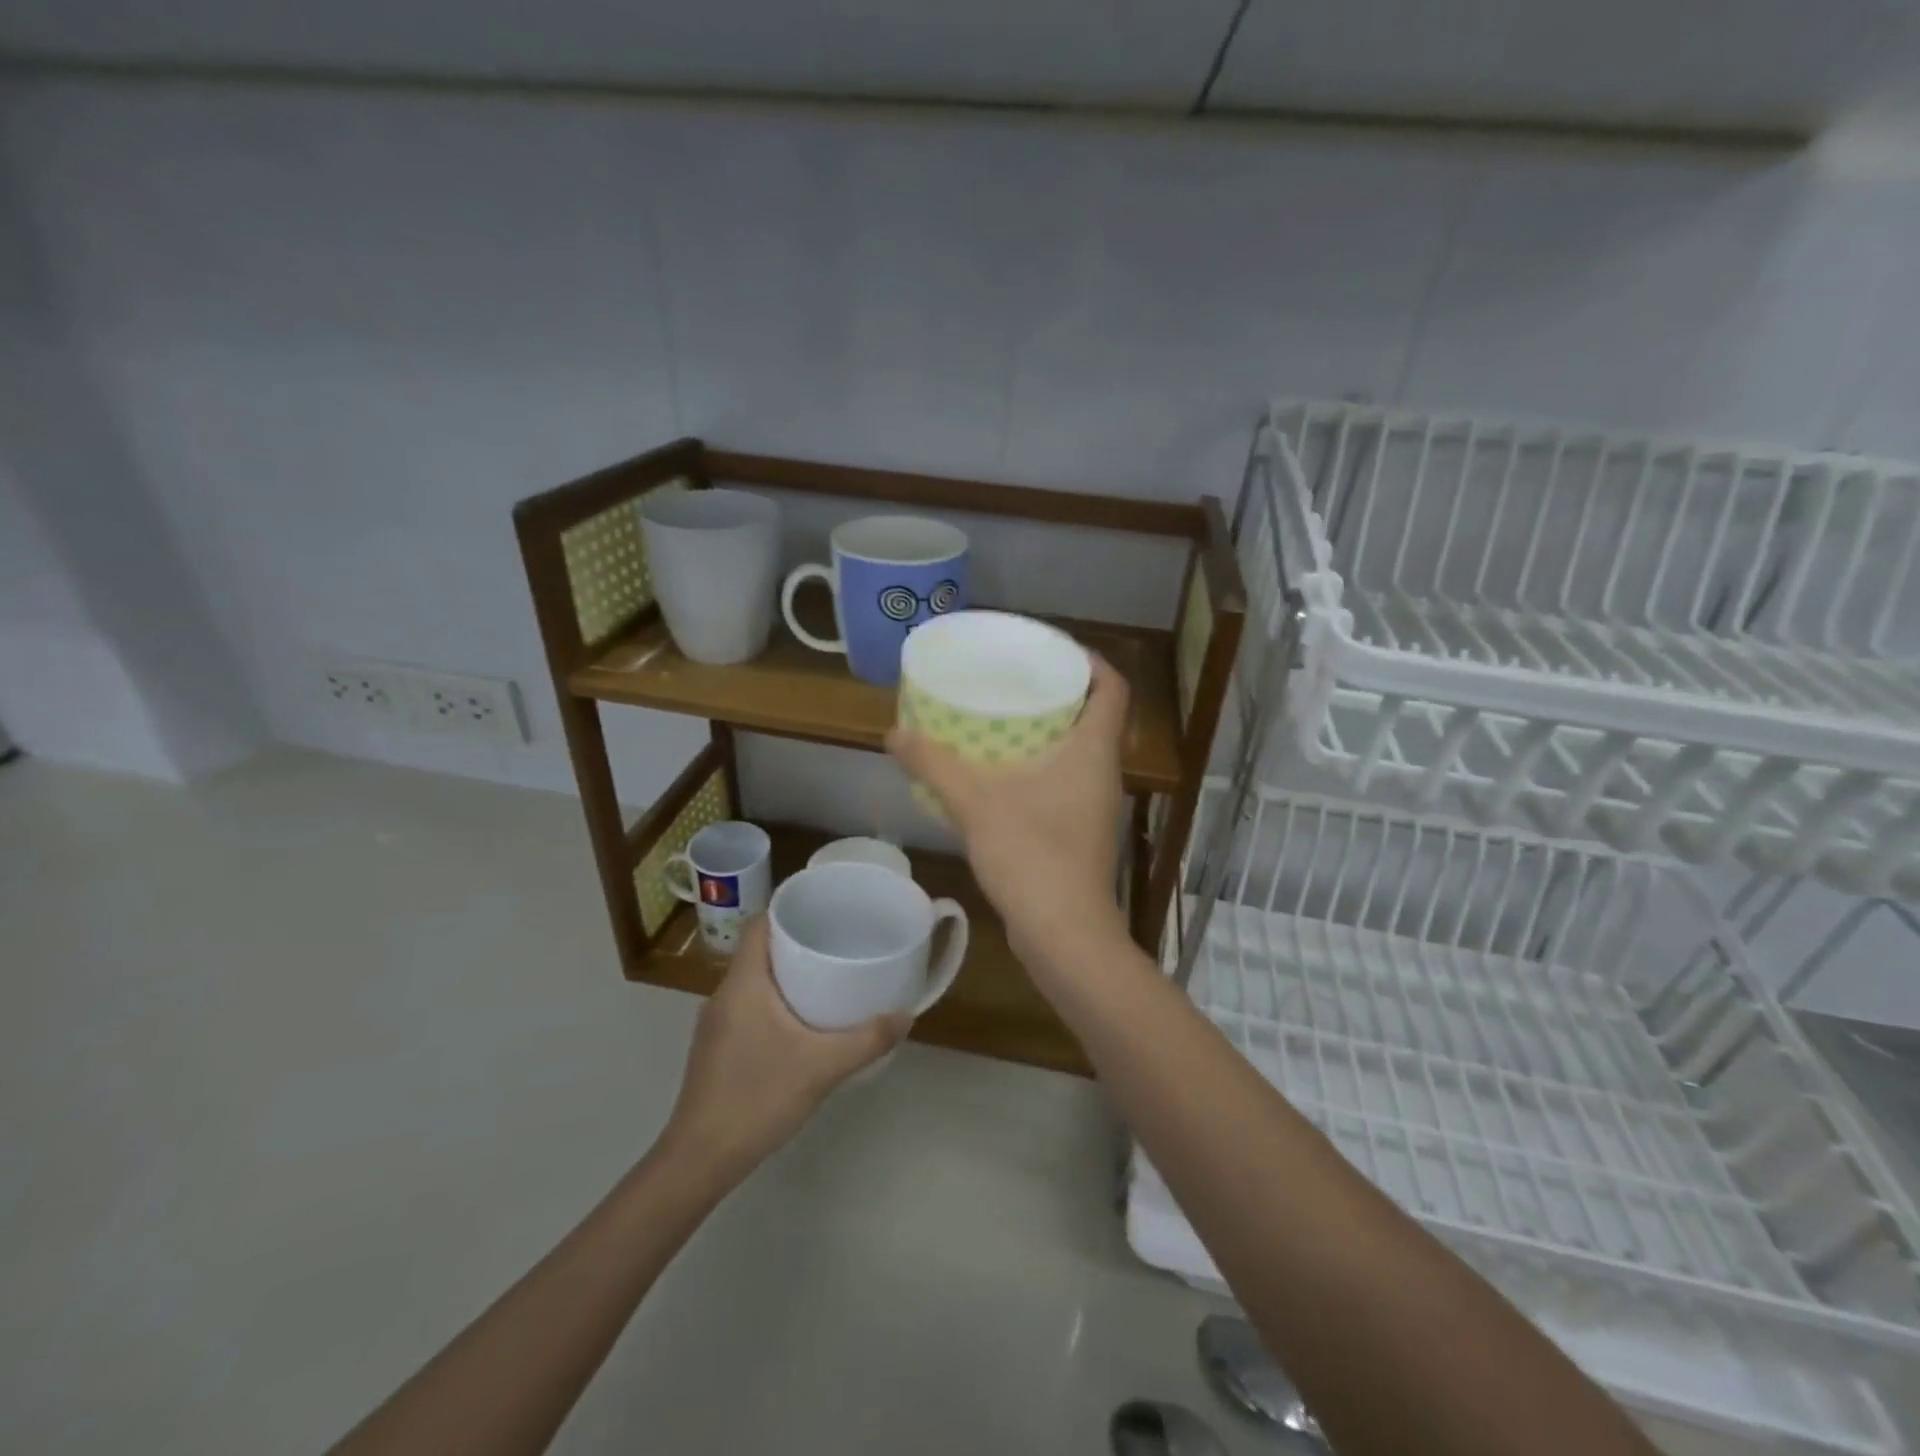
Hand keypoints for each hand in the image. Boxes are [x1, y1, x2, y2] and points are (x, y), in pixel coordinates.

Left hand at [661, 917, 908, 1183]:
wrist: (699, 1160)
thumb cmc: (757, 1098)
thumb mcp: (822, 1067)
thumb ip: (867, 1039)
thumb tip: (906, 1015)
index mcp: (743, 983)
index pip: (759, 924)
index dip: (788, 911)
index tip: (824, 913)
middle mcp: (723, 994)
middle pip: (759, 950)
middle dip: (796, 943)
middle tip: (838, 945)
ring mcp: (715, 1024)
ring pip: (753, 981)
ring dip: (786, 975)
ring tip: (827, 980)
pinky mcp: (716, 1048)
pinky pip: (748, 1007)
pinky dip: (774, 1003)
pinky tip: (802, 1025)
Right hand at [887, 653, 1130, 963]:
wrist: (1063, 935)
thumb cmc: (1032, 855)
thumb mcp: (975, 802)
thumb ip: (934, 764)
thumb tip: (893, 733)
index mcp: (1094, 751)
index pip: (1112, 688)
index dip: (1090, 661)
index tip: (1051, 650)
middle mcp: (1102, 773)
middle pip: (1092, 716)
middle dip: (1057, 693)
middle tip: (1012, 680)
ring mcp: (1095, 807)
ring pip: (1076, 752)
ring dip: (1045, 733)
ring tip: (998, 720)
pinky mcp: (1080, 834)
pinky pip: (1063, 784)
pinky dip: (1037, 769)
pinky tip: (998, 776)